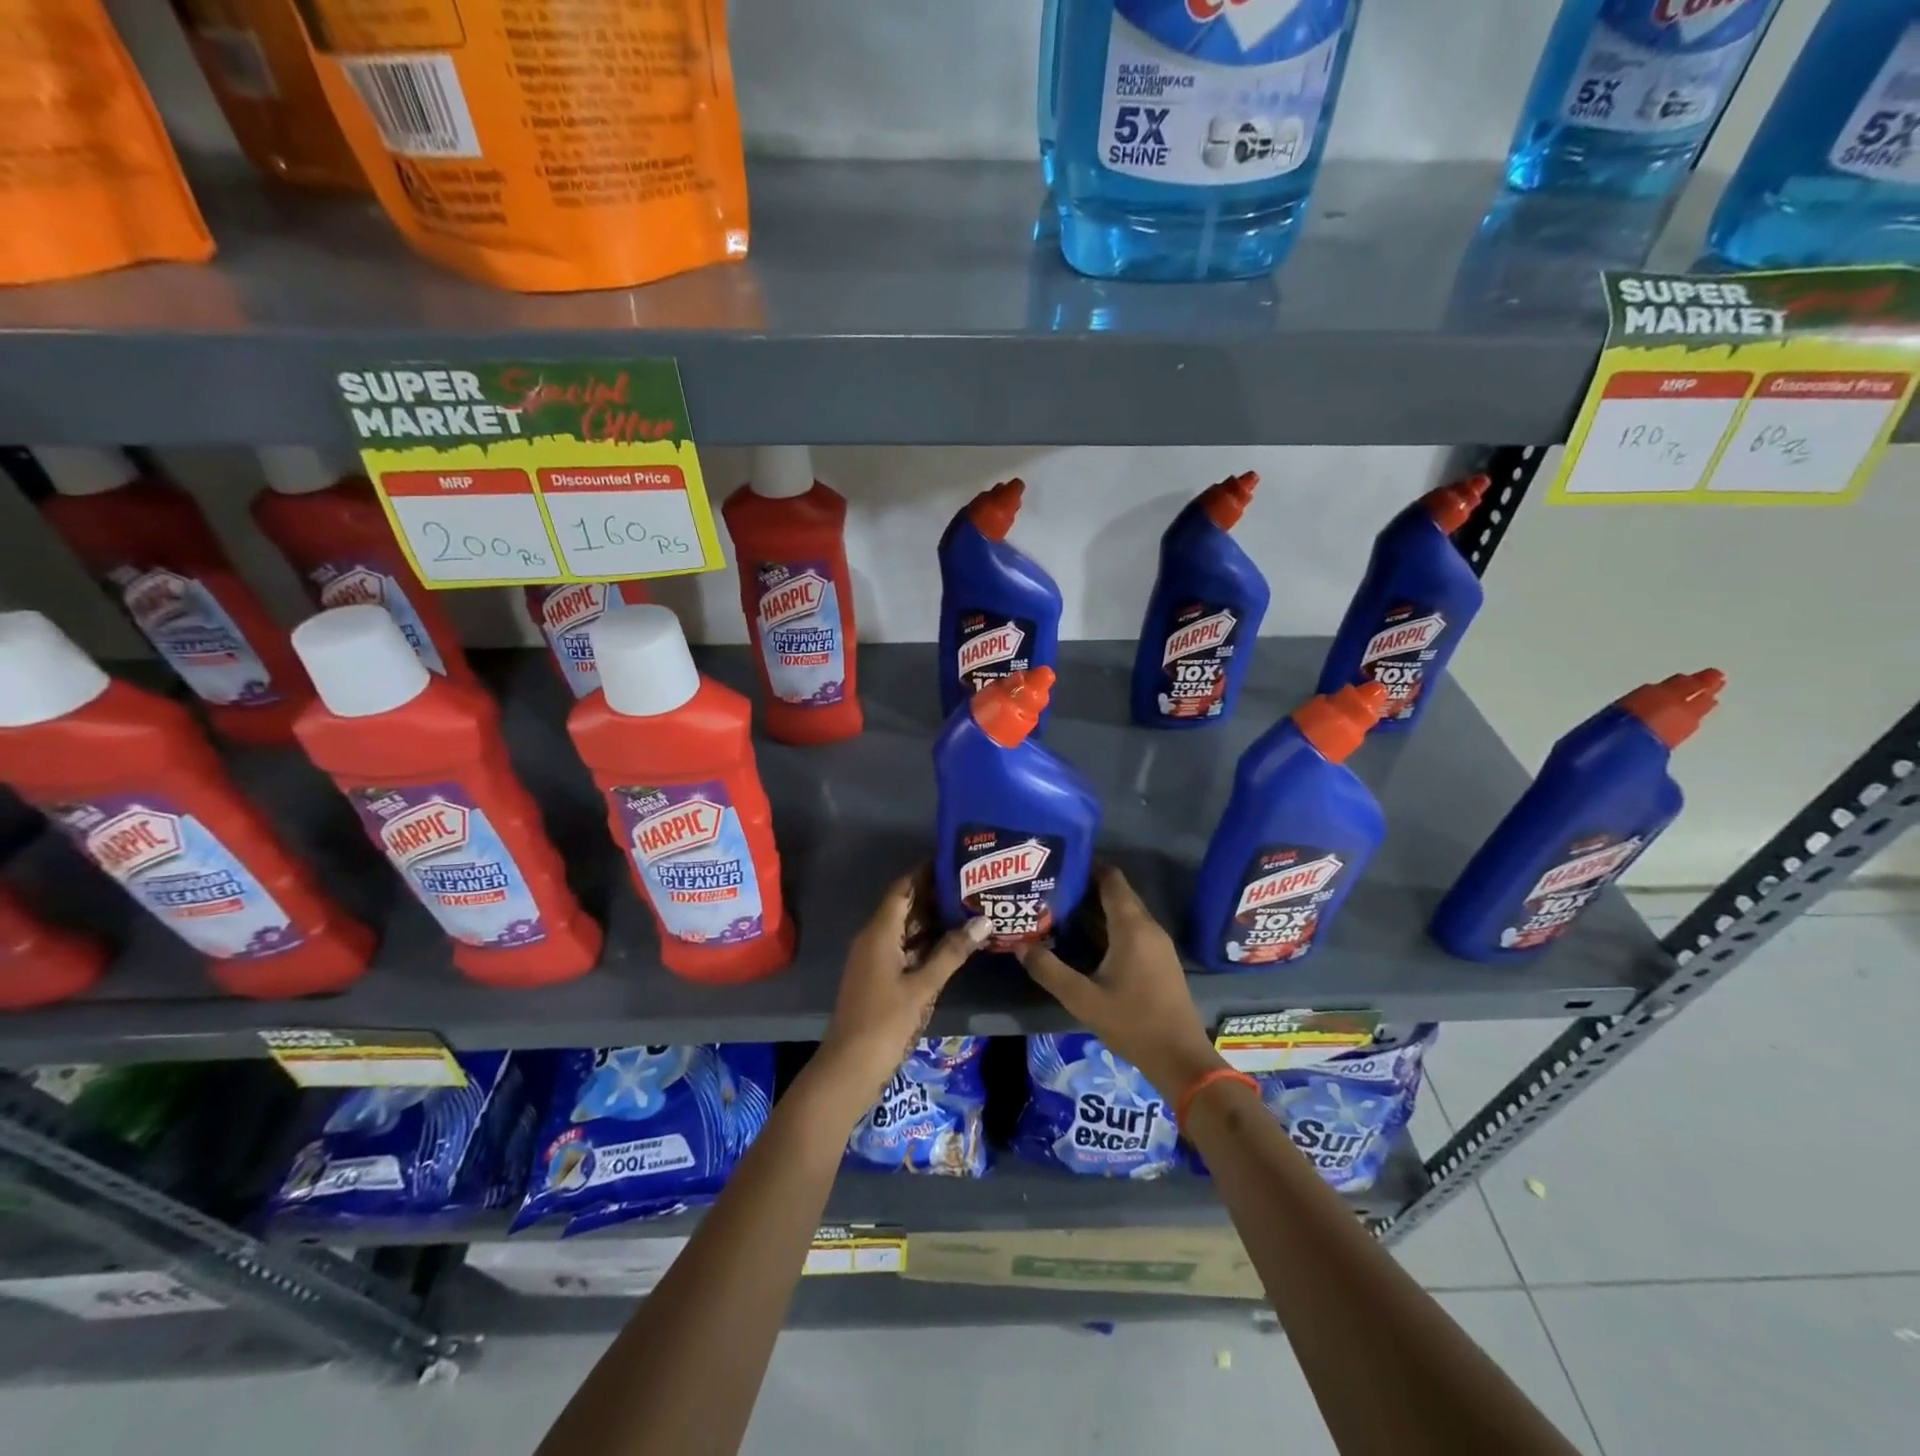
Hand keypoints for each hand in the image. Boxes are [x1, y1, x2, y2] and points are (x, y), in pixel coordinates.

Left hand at [816, 872, 988, 1110]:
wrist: (850, 1067)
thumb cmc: (885, 1021)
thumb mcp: (923, 986)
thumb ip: (953, 952)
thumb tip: (984, 920)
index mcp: (879, 932)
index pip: (903, 888)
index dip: (925, 871)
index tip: (954, 859)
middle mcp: (874, 938)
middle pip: (906, 906)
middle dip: (935, 894)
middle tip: (971, 883)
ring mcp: (875, 958)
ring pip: (906, 928)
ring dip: (933, 919)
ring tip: (969, 906)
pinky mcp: (880, 977)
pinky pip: (905, 948)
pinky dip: (927, 942)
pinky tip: (953, 943)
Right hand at [1017, 865, 1225, 1100]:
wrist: (1180, 1058)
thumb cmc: (1132, 1022)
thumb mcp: (1082, 999)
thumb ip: (1049, 970)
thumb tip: (1019, 946)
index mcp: (1132, 927)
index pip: (1111, 879)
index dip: (1087, 867)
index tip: (1058, 866)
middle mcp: (1148, 927)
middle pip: (1117, 894)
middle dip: (1086, 888)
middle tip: (1051, 889)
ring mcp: (1157, 944)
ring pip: (1124, 913)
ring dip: (1096, 909)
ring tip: (1060, 911)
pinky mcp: (1159, 960)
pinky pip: (1132, 930)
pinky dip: (1109, 926)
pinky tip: (1085, 940)